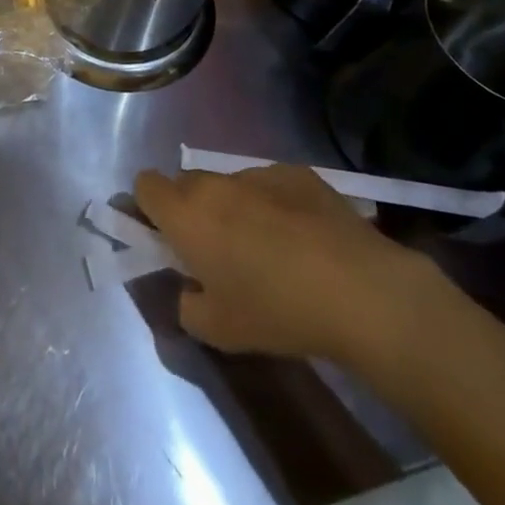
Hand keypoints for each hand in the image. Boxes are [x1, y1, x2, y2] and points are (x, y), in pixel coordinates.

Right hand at [133, 162, 447, 371]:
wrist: (359, 290)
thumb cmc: (276, 310)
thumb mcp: (219, 331)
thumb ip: (187, 307)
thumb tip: (190, 291)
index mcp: (185, 214)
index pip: (144, 185)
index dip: (148, 208)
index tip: (165, 237)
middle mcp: (214, 183)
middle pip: (186, 184)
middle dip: (192, 210)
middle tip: (216, 250)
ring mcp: (257, 173)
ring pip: (230, 184)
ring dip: (234, 208)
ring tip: (269, 248)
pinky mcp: (297, 174)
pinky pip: (270, 185)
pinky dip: (275, 205)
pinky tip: (304, 239)